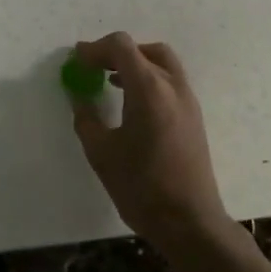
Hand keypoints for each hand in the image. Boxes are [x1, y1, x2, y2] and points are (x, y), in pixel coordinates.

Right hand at [71, 33, 232, 252]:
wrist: (191, 224)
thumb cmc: (142, 187)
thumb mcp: (101, 153)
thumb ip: (86, 118)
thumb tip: (79, 97)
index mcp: (149, 89)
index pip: (121, 47)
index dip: (95, 49)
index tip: (77, 61)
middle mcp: (173, 86)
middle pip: (145, 50)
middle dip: (117, 52)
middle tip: (94, 67)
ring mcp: (188, 101)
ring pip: (162, 63)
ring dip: (135, 64)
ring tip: (111, 81)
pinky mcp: (194, 117)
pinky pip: (170, 81)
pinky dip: (149, 79)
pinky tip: (132, 102)